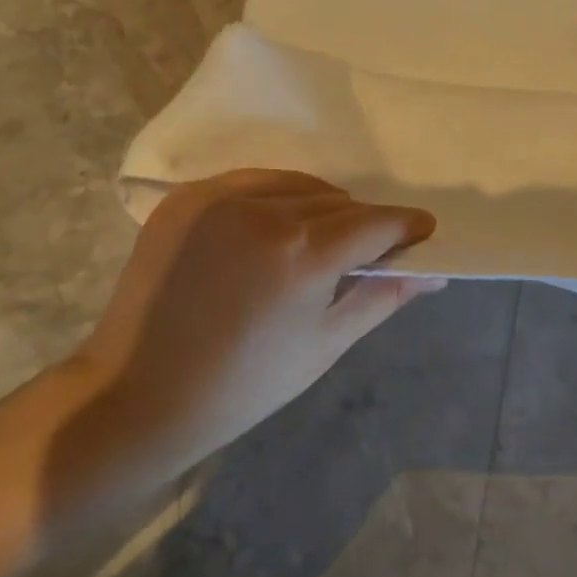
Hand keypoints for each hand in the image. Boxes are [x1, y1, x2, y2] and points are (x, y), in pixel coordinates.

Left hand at [55, 171, 437, 511]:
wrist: (141, 394)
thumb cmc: (246, 383)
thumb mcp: (327, 343)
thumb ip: (383, 296)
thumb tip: (434, 273)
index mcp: (304, 254)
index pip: (375, 223)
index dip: (405, 226)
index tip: (423, 230)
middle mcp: (265, 211)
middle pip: (339, 203)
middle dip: (363, 223)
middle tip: (368, 251)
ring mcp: (219, 199)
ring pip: (298, 185)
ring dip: (322, 206)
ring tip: (322, 238)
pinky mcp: (186, 199)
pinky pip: (252, 181)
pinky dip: (277, 197)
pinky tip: (276, 225)